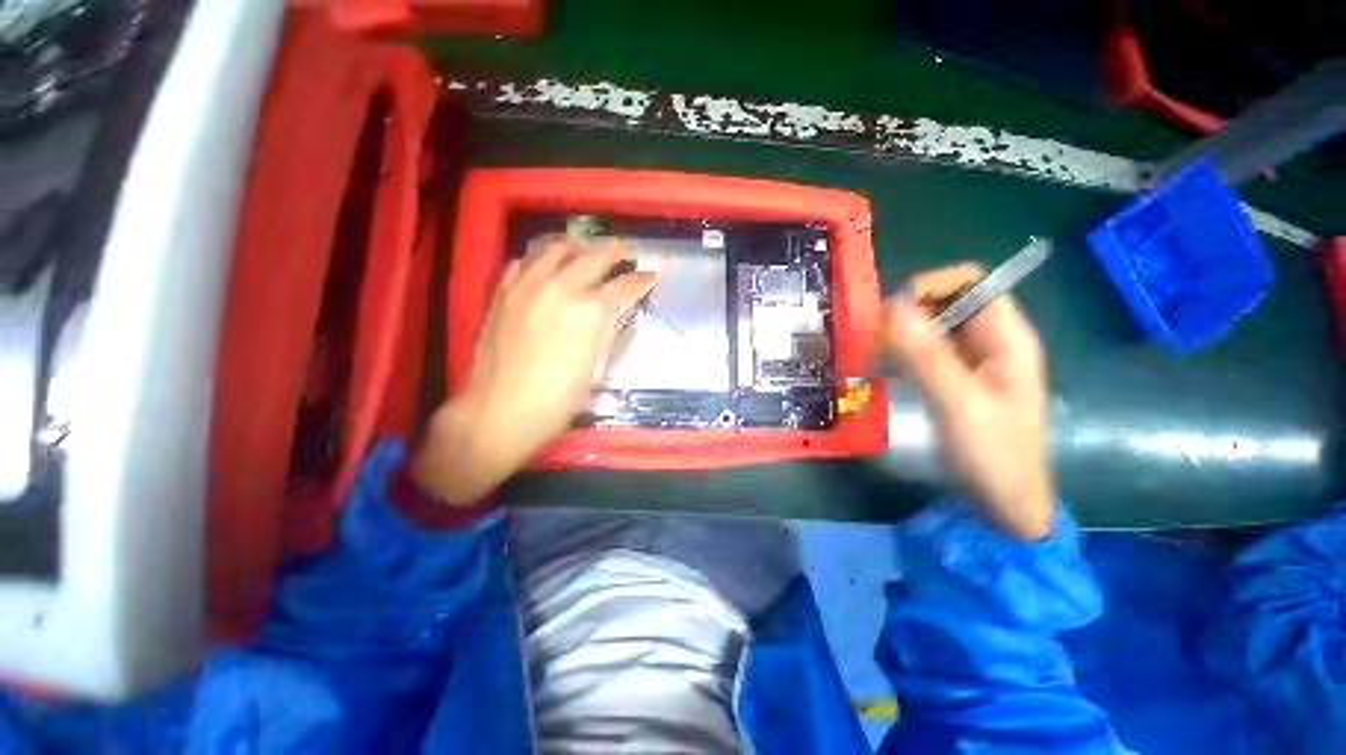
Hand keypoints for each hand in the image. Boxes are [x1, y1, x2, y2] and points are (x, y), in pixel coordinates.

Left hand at [412, 237, 656, 504]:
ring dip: (579, 245)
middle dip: (617, 252)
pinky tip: (547, 264)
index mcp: (590, 312)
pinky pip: (524, 261)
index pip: (624, 286)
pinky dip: (541, 257)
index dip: (641, 281)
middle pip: (595, 256)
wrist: (500, 412)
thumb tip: (614, 313)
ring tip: (588, 248)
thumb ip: (606, 331)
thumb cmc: (557, 400)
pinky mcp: (503, 291)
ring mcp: (528, 285)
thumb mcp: (596, 367)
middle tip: (627, 253)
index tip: (650, 277)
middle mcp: (561, 288)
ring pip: (557, 248)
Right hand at [881, 263, 1053, 539]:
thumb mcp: (960, 405)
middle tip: (875, 338)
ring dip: (898, 335)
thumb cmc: (994, 455)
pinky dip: (898, 355)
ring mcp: (969, 363)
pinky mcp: (952, 381)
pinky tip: (880, 371)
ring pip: (930, 329)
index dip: (933, 285)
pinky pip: (922, 353)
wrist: (1004, 504)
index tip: (894, 309)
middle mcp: (989, 342)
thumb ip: (928, 356)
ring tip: (872, 356)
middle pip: (947, 303)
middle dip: (908, 313)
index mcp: (1006, 339)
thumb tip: (893, 307)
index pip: (973, 283)